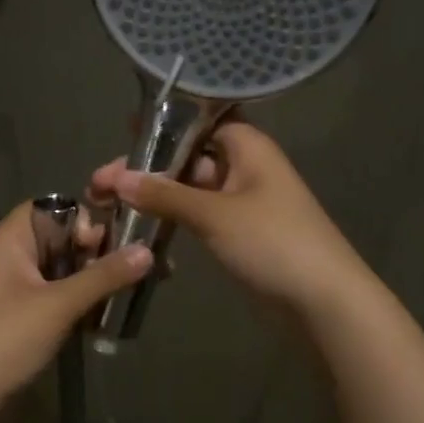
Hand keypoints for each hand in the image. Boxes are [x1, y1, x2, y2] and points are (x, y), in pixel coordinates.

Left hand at [0, 201, 151, 414]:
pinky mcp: (19, 313)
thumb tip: (148, 250)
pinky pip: (56, 294)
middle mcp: (11, 254)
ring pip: (63, 269)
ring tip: (128, 295)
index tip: (108, 246)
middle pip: (63, 238)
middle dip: (98, 253)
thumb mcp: (59, 305)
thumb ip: (104, 276)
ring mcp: (14, 285)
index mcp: (12, 238)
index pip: (56, 207)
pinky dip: (78, 301)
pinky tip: (104, 319)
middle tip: (132, 273)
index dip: (86, 220)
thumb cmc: (6, 338)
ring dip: (92, 280)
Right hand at [88, 122, 370, 320]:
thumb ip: (164, 194)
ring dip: (154, 194)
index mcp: (248, 147)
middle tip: (100, 182)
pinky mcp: (237, 234)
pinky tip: (138, 223)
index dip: (163, 124)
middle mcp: (244, 167)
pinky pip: (197, 215)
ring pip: (189, 189)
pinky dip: (171, 217)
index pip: (200, 121)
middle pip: (188, 157)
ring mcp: (241, 203)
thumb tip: (117, 177)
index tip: (124, 130)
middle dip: (147, 167)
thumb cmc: (273, 242)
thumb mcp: (214, 214)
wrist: (323, 301)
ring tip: (106, 201)